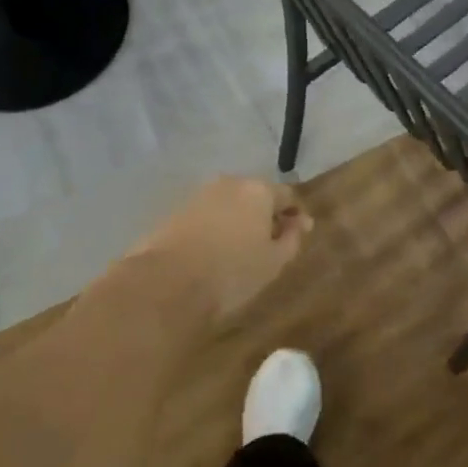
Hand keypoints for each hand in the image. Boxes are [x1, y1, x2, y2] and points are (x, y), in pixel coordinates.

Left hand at [125, 176, 313, 319]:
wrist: (167, 283)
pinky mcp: (176, 211)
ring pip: (229, 204)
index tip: (300, 234)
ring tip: (241, 250)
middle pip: (255, 195)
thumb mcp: (274, 261)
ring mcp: (199, 195)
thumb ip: (292, 238)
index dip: (296, 214)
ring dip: (239, 221)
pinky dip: (216, 228)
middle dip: (265, 215)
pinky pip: (207, 216)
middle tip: (271, 244)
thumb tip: (301, 222)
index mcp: (257, 190)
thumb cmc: (232, 272)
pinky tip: (215, 252)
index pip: (287, 195)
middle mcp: (228, 183)